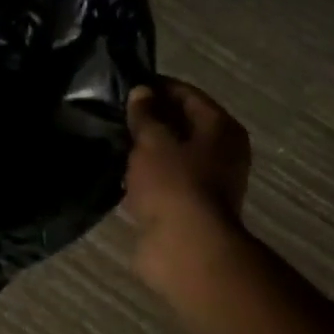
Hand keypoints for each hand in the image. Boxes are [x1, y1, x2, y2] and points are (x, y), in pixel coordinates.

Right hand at [124, 78, 251, 287]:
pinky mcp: (188, 208)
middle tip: (115, 113)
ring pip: (171, 155)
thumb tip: (142, 91)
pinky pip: (163, 182)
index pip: (187, 94)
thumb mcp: (153, 140)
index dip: (157, 87)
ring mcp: (206, 183)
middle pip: (182, 125)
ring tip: (112, 140)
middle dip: (151, 119)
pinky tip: (119, 172)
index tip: (125, 85)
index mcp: (221, 128)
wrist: (185, 248)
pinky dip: (145, 176)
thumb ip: (145, 114)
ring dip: (146, 150)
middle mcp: (221, 152)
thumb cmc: (174, 184)